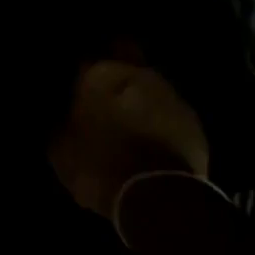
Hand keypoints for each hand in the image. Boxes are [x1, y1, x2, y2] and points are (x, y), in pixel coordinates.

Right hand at [49, 60, 208, 219]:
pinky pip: (168, 113)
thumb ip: (60, 125)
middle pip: (126, 55)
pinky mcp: (193, 122)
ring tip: (127, 117)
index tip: (74, 85)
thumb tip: (62, 118)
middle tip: (102, 89)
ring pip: (150, 84)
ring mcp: (171, 95)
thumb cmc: (99, 168)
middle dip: (116, 65)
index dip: (80, 72)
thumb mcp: (61, 151)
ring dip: (139, 96)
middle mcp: (139, 74)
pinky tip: (149, 138)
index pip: (85, 58)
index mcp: (100, 75)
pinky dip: (158, 120)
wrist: (158, 199)